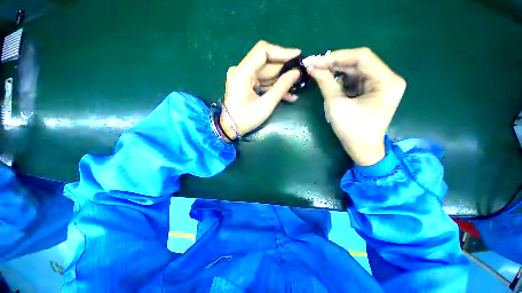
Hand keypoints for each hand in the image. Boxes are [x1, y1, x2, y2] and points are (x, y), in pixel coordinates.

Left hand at [220, 40, 300, 140]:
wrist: (231, 128)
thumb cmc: (246, 119)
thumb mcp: (265, 105)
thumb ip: (281, 87)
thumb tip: (296, 73)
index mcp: (241, 73)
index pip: (262, 51)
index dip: (282, 52)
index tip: (298, 56)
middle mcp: (241, 71)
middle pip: (266, 63)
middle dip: (284, 69)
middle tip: (300, 73)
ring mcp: (243, 78)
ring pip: (266, 73)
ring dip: (281, 80)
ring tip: (297, 86)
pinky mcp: (246, 84)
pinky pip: (263, 82)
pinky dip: (274, 87)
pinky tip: (288, 94)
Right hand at [307, 48, 405, 165]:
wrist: (362, 148)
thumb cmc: (352, 130)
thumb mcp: (337, 105)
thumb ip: (326, 83)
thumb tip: (313, 67)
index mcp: (386, 81)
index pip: (362, 57)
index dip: (337, 56)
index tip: (317, 60)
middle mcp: (387, 78)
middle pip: (359, 63)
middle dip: (335, 64)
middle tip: (314, 65)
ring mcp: (380, 85)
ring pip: (355, 70)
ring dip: (336, 71)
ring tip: (318, 72)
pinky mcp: (372, 91)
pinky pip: (354, 80)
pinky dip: (340, 80)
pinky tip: (327, 80)